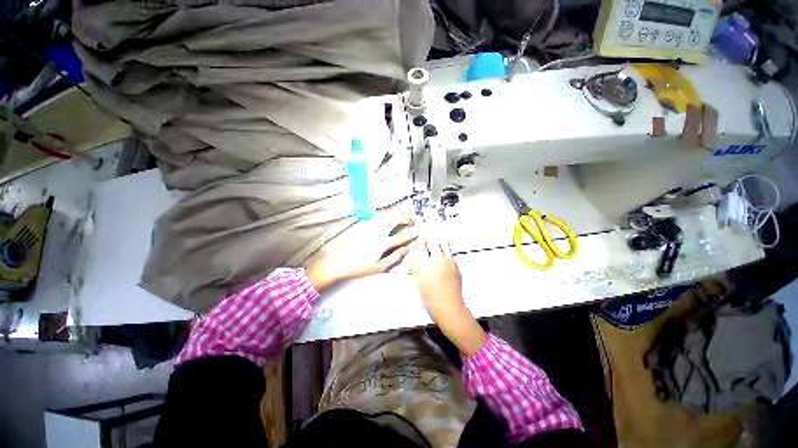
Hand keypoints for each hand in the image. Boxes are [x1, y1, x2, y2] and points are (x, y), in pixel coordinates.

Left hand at [308, 212, 416, 291]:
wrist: (340, 261)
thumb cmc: (359, 266)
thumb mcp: (379, 267)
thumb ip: (394, 257)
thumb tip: (406, 249)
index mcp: (383, 243)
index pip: (402, 236)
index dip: (412, 233)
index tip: (417, 232)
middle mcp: (378, 231)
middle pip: (395, 218)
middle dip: (406, 217)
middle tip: (411, 221)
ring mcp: (370, 226)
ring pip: (387, 214)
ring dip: (396, 214)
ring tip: (402, 218)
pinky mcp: (364, 225)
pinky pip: (378, 215)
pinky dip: (386, 215)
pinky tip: (387, 218)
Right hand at [412, 238, 486, 355]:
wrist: (448, 307)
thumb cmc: (430, 298)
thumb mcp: (418, 280)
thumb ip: (417, 266)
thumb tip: (417, 255)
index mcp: (426, 265)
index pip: (421, 245)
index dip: (419, 244)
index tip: (418, 246)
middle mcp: (439, 260)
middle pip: (433, 242)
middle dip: (428, 243)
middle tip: (426, 249)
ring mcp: (450, 262)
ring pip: (444, 243)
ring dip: (438, 245)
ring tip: (436, 252)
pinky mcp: (457, 265)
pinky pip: (450, 253)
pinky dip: (445, 254)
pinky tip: (443, 263)